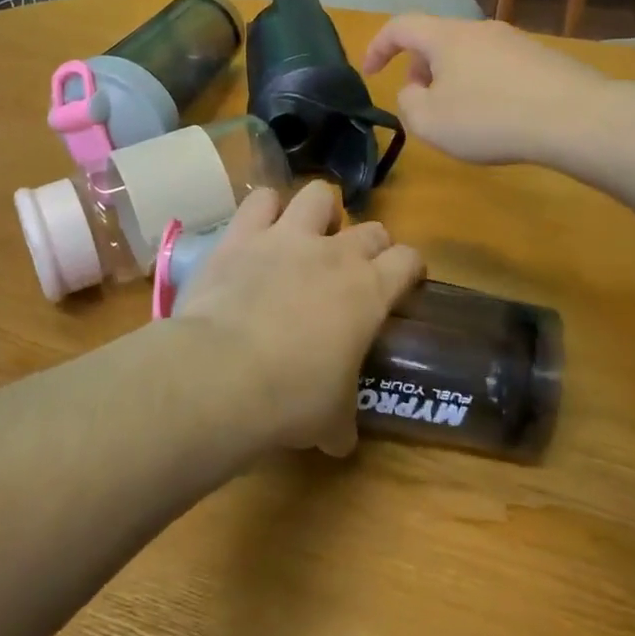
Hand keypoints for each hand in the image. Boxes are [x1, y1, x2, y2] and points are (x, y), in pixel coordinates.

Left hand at [172, 182, 423, 456]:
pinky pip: (260, 200)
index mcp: (369, 292)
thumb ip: (341, 422)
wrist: (225, 372)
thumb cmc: (292, 399)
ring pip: (319, 195)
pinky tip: (259, 228)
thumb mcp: (330, 421)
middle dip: (369, 245)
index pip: (409, 260)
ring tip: (309, 234)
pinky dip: (264, 209)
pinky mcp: (242, 234)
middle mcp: (335, 254)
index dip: (409, 269)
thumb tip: (340, 440)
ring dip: (320, 211)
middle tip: (353, 270)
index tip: (403, 282)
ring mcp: (287, 237)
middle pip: (371, 229)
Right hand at [361, 15, 606, 166]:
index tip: (369, 73)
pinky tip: (498, 117)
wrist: (575, 118)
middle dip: (419, 68)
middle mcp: (479, 29)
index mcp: (446, 37)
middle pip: (437, 40)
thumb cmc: (489, 119)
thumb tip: (415, 90)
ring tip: (459, 115)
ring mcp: (515, 41)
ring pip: (468, 54)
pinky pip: (497, 67)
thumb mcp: (429, 122)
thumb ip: (407, 103)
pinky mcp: (542, 59)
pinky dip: (483, 86)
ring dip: (452, 79)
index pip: (400, 27)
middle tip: (419, 101)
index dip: (377, 47)